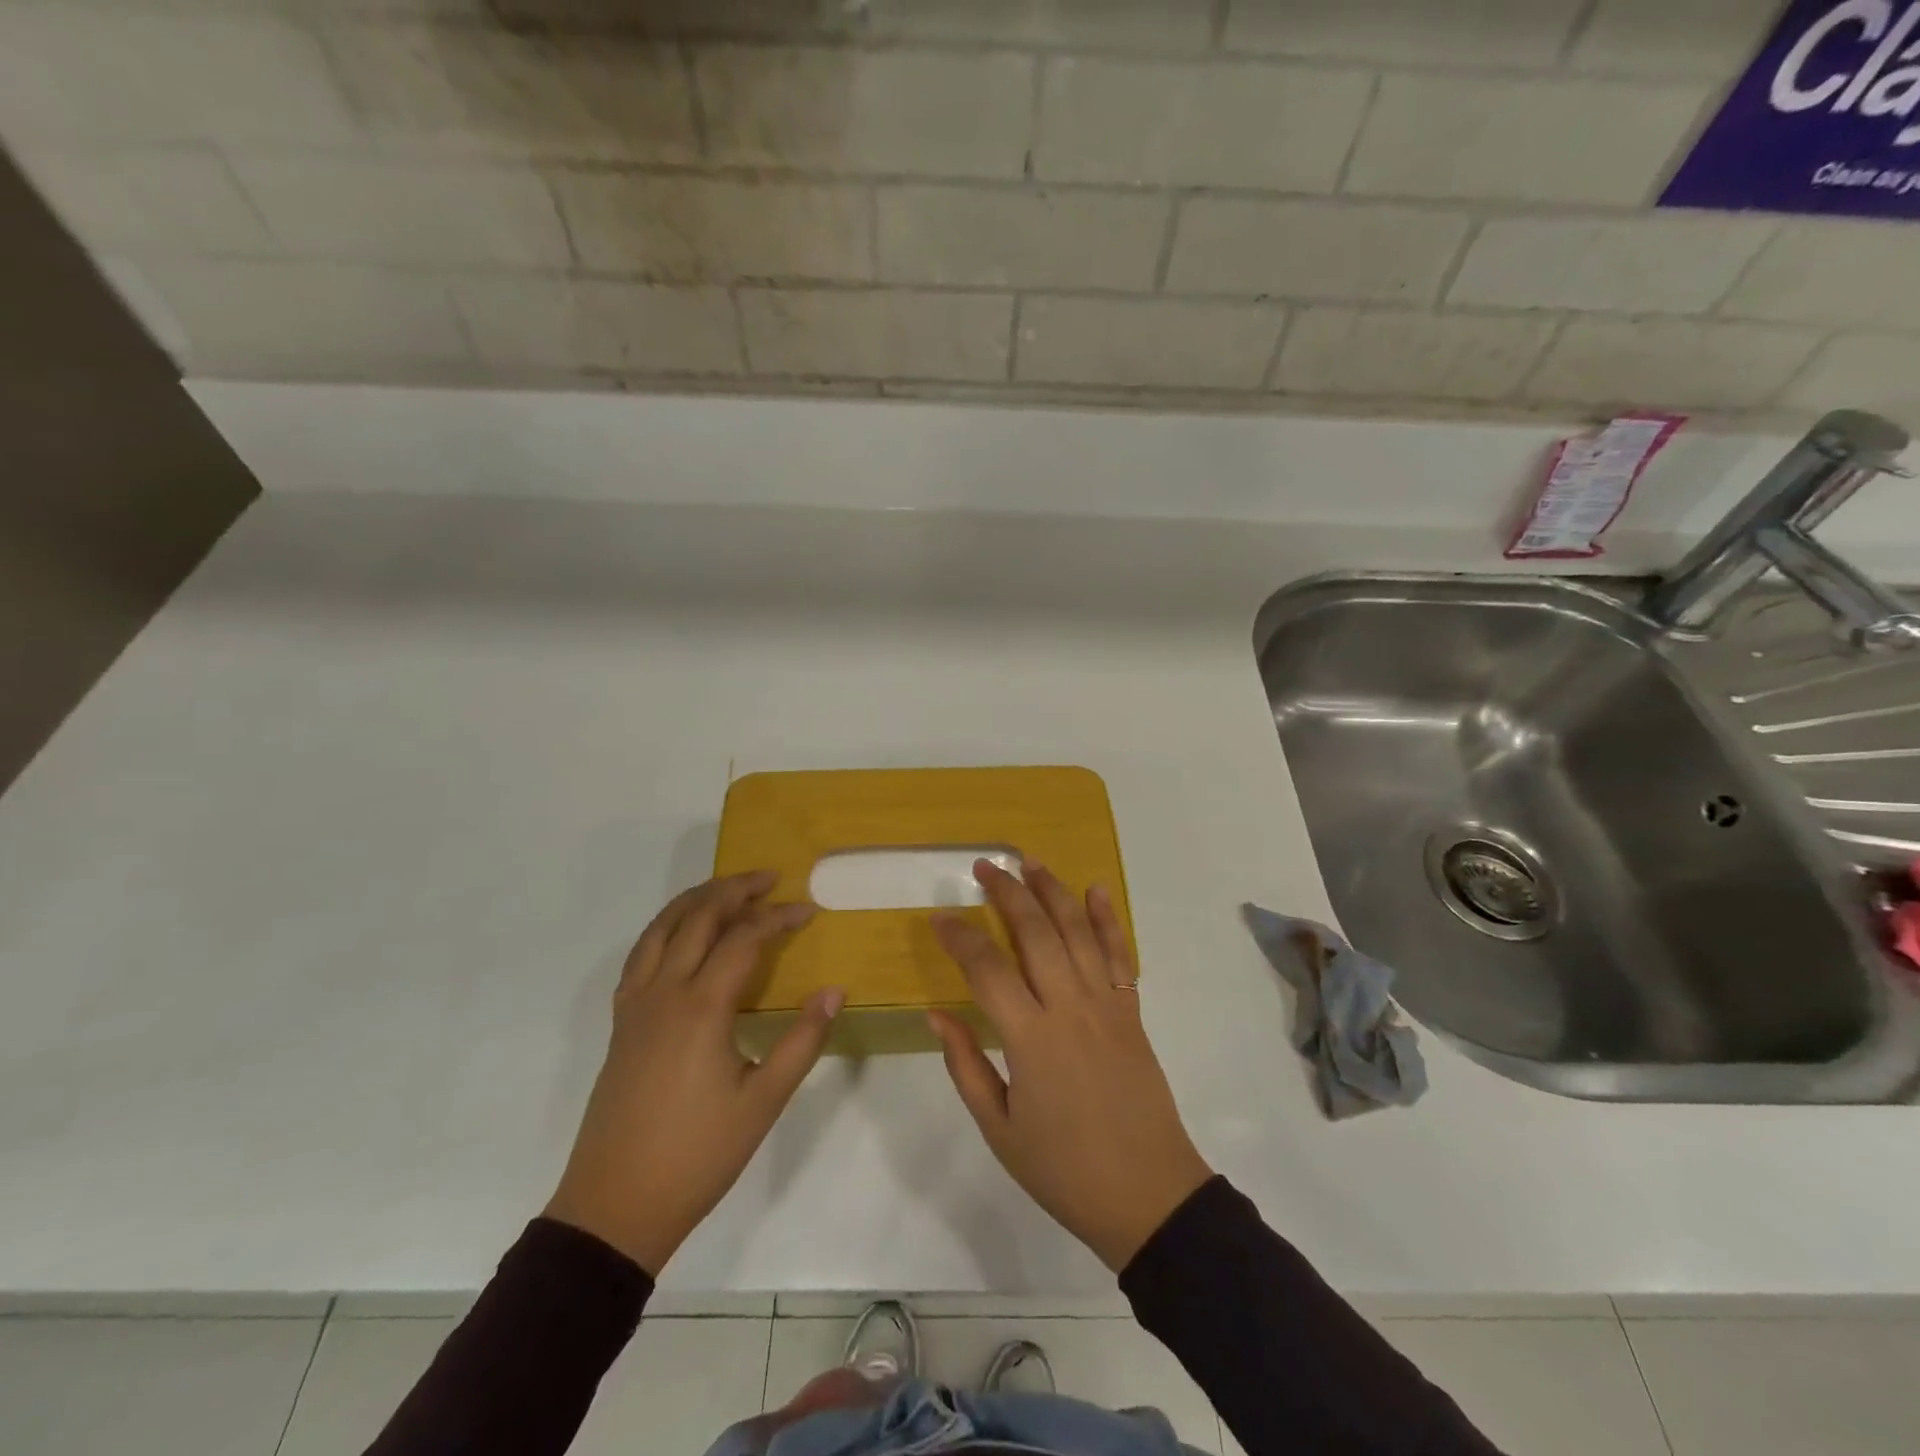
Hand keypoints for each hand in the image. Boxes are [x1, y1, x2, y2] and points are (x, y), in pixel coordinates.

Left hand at [545, 871, 842, 1275]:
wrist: (615, 1205)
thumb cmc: (698, 1155)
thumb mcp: (764, 1101)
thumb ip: (802, 1039)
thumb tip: (833, 990)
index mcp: (702, 1007)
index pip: (744, 938)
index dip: (778, 918)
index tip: (808, 910)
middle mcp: (664, 991)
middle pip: (698, 917)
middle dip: (736, 890)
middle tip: (770, 879)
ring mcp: (636, 1004)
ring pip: (662, 927)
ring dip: (697, 900)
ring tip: (728, 890)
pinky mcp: (621, 1022)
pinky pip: (641, 953)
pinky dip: (666, 928)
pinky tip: (682, 936)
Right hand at [928, 862, 1212, 1271]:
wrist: (1149, 1196)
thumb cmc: (1064, 1169)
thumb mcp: (1000, 1129)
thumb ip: (966, 1065)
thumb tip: (937, 1014)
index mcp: (1030, 1039)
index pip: (987, 969)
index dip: (960, 937)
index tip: (940, 917)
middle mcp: (1069, 1008)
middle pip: (1036, 933)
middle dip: (1008, 893)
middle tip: (985, 867)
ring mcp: (1106, 1005)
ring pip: (1077, 932)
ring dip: (1053, 891)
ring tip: (1030, 861)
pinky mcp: (1131, 1013)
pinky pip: (1119, 956)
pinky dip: (1108, 920)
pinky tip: (1097, 890)